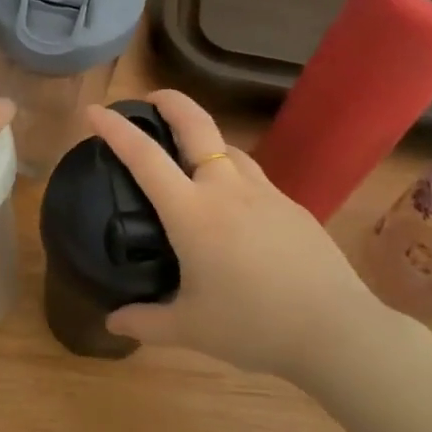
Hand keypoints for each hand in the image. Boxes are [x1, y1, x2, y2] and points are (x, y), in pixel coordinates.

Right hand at [87, 90, 406, 386]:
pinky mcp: (292, 206)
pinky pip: (252, 176)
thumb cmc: (254, 326)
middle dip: (169, 101)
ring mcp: (264, 193)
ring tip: (189, 159)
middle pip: (196, 124)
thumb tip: (112, 322)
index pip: (144, 157)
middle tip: (150, 100)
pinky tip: (234, 208)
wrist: (337, 331)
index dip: (115, 129)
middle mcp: (226, 189)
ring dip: (203, 139)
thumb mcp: (191, 329)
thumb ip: (146, 323)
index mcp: (192, 212)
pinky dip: (232, 174)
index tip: (94, 111)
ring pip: (228, 147)